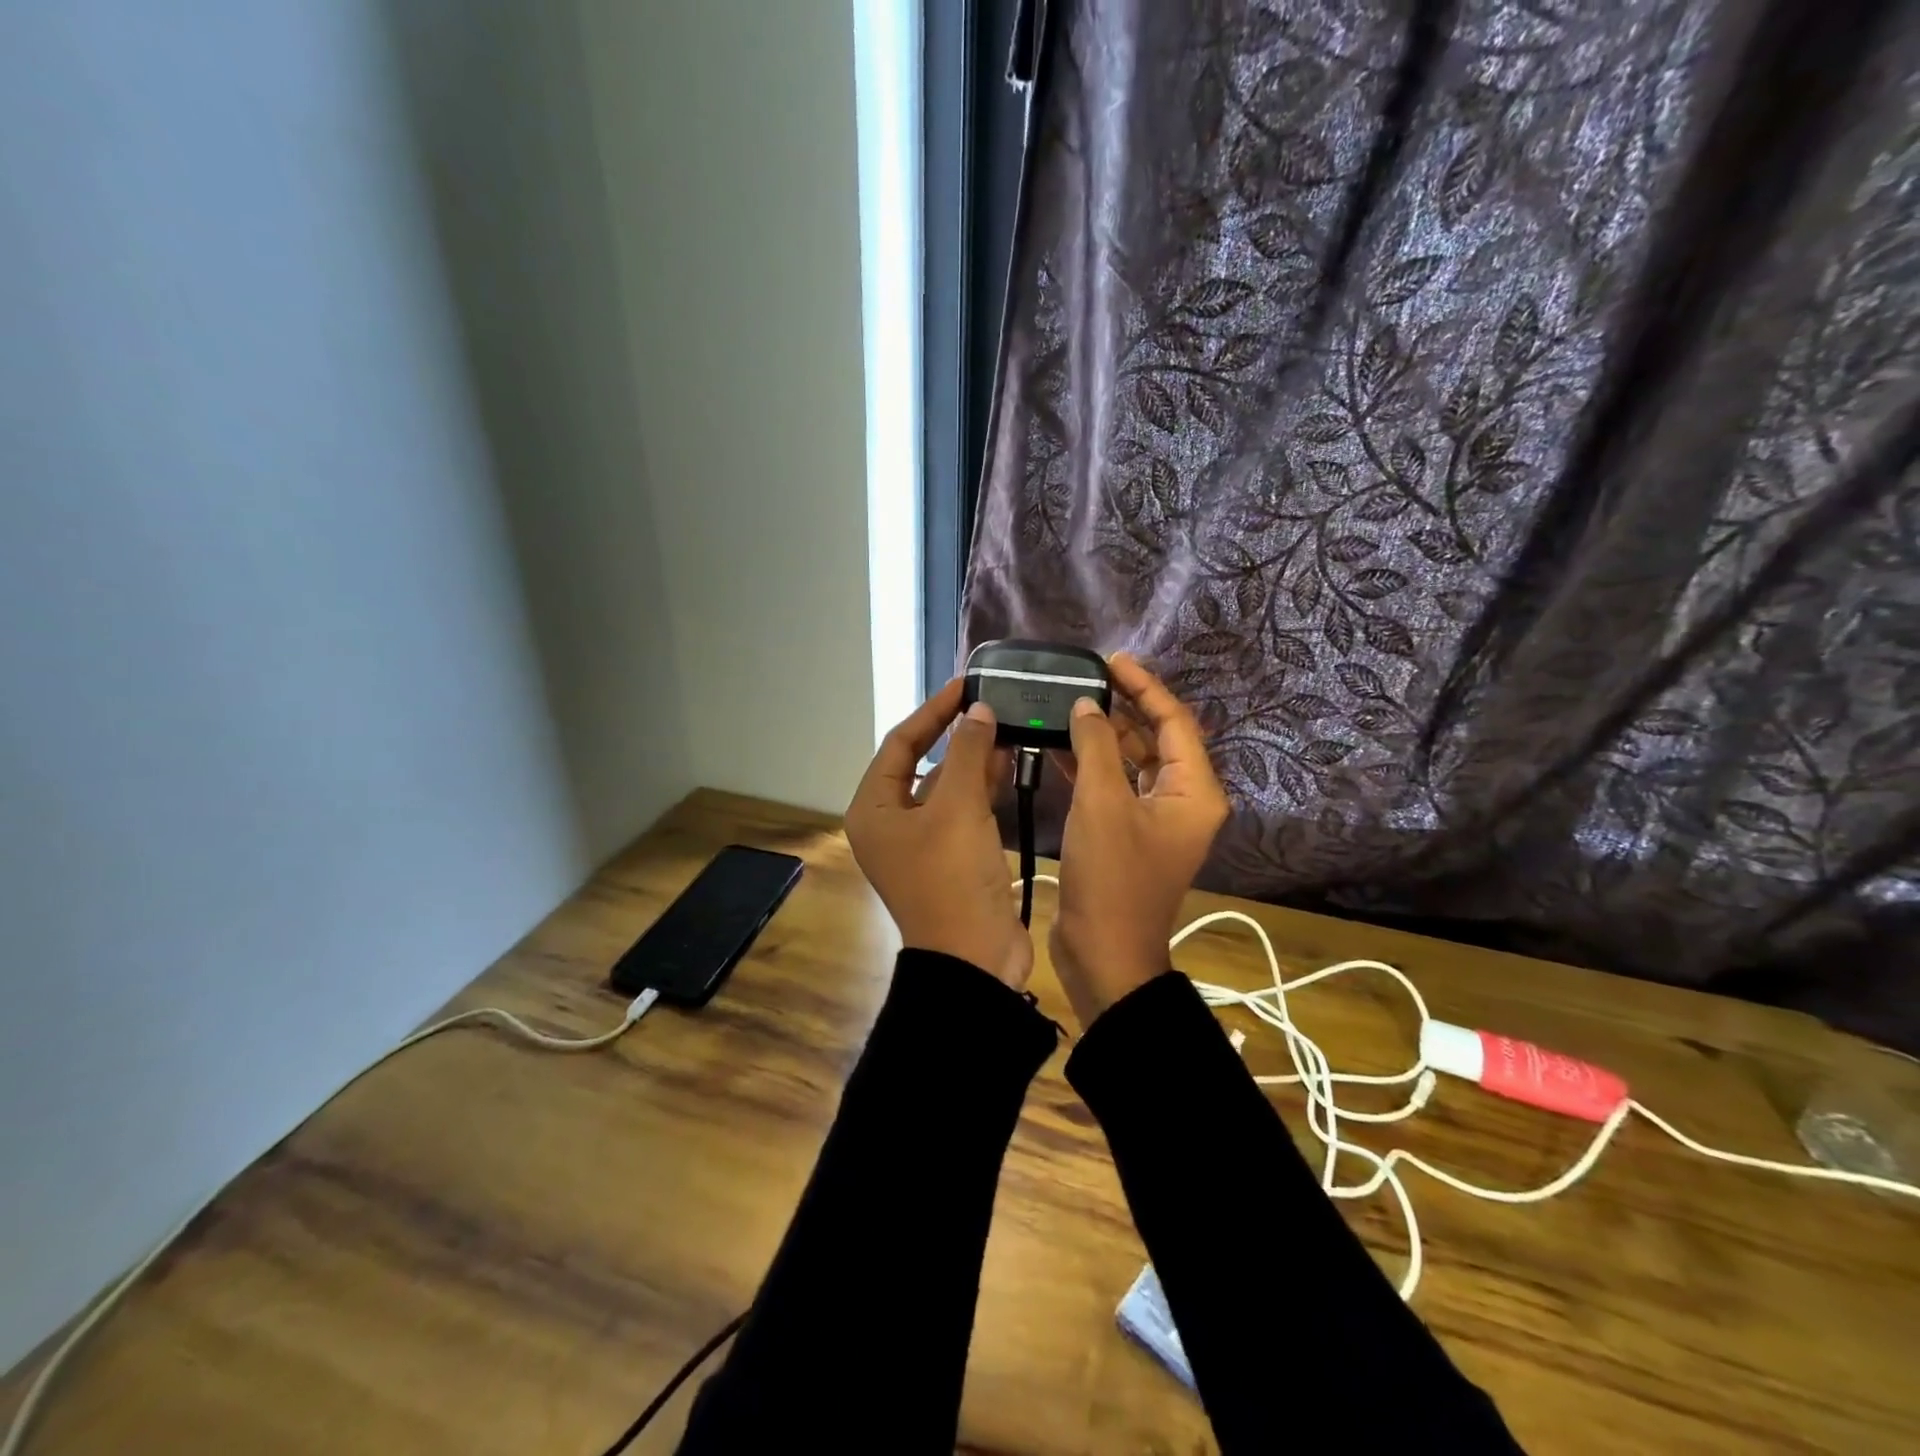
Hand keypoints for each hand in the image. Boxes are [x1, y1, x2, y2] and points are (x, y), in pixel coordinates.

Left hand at [846, 679, 1032, 989]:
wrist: (974, 959)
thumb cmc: (953, 878)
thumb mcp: (957, 807)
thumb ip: (967, 752)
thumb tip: (978, 711)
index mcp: (874, 809)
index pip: (901, 743)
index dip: (933, 711)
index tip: (966, 686)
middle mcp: (890, 823)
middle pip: (922, 763)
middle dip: (956, 735)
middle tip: (990, 705)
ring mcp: (921, 842)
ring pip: (946, 786)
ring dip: (973, 760)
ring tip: (1007, 728)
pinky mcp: (950, 857)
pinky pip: (963, 810)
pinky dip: (982, 788)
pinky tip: (1009, 764)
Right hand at [1049, 653, 1228, 1028]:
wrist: (1104, 954)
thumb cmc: (1112, 878)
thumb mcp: (1102, 804)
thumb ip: (1096, 747)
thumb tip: (1087, 707)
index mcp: (1193, 791)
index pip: (1175, 722)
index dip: (1145, 687)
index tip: (1113, 661)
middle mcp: (1182, 800)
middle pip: (1156, 739)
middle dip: (1124, 708)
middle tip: (1088, 679)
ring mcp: (1155, 819)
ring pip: (1133, 762)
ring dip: (1105, 736)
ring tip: (1071, 706)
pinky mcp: (1129, 834)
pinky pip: (1115, 786)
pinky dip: (1093, 766)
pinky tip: (1061, 747)